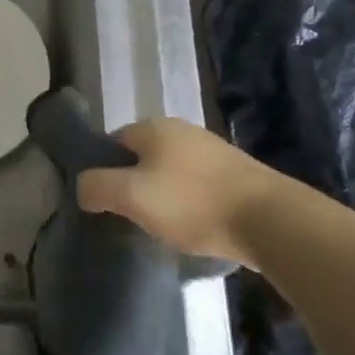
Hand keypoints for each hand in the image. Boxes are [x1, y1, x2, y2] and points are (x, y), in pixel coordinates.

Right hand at [76, 118, 287, 265]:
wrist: (271, 221)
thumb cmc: (192, 203)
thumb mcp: (131, 195)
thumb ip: (96, 187)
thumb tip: (83, 187)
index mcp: (153, 127)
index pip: (111, 143)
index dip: (102, 172)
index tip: (104, 203)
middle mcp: (181, 130)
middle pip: (141, 158)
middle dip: (132, 185)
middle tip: (130, 217)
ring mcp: (212, 151)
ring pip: (169, 173)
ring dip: (162, 197)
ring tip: (161, 227)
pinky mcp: (235, 174)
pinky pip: (196, 186)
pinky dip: (188, 204)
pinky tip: (192, 227)